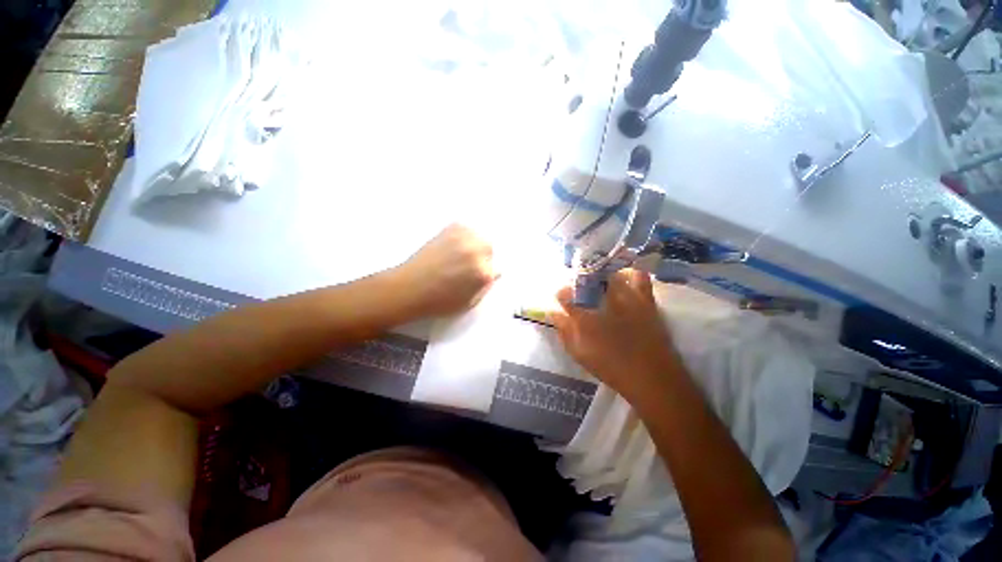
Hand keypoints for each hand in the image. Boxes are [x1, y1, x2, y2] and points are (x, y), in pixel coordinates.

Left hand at [395, 223, 497, 317]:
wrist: (409, 288)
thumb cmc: (439, 301)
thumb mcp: (469, 303)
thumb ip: (485, 287)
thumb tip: (493, 272)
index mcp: (483, 273)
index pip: (496, 267)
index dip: (486, 272)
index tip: (477, 275)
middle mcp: (476, 252)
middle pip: (489, 247)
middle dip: (482, 256)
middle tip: (469, 264)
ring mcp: (463, 238)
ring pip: (478, 235)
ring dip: (473, 244)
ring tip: (459, 253)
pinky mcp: (449, 229)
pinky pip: (464, 227)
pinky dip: (461, 234)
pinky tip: (451, 245)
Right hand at [549, 269, 682, 399]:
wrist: (652, 377)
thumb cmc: (611, 367)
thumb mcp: (579, 353)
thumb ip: (564, 331)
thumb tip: (553, 313)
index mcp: (585, 317)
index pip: (566, 295)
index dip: (562, 294)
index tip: (561, 297)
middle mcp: (604, 302)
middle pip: (587, 280)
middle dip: (580, 282)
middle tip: (580, 291)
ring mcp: (627, 298)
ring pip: (610, 274)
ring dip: (602, 276)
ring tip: (600, 284)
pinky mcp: (645, 299)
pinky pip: (639, 277)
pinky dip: (630, 274)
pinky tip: (624, 279)